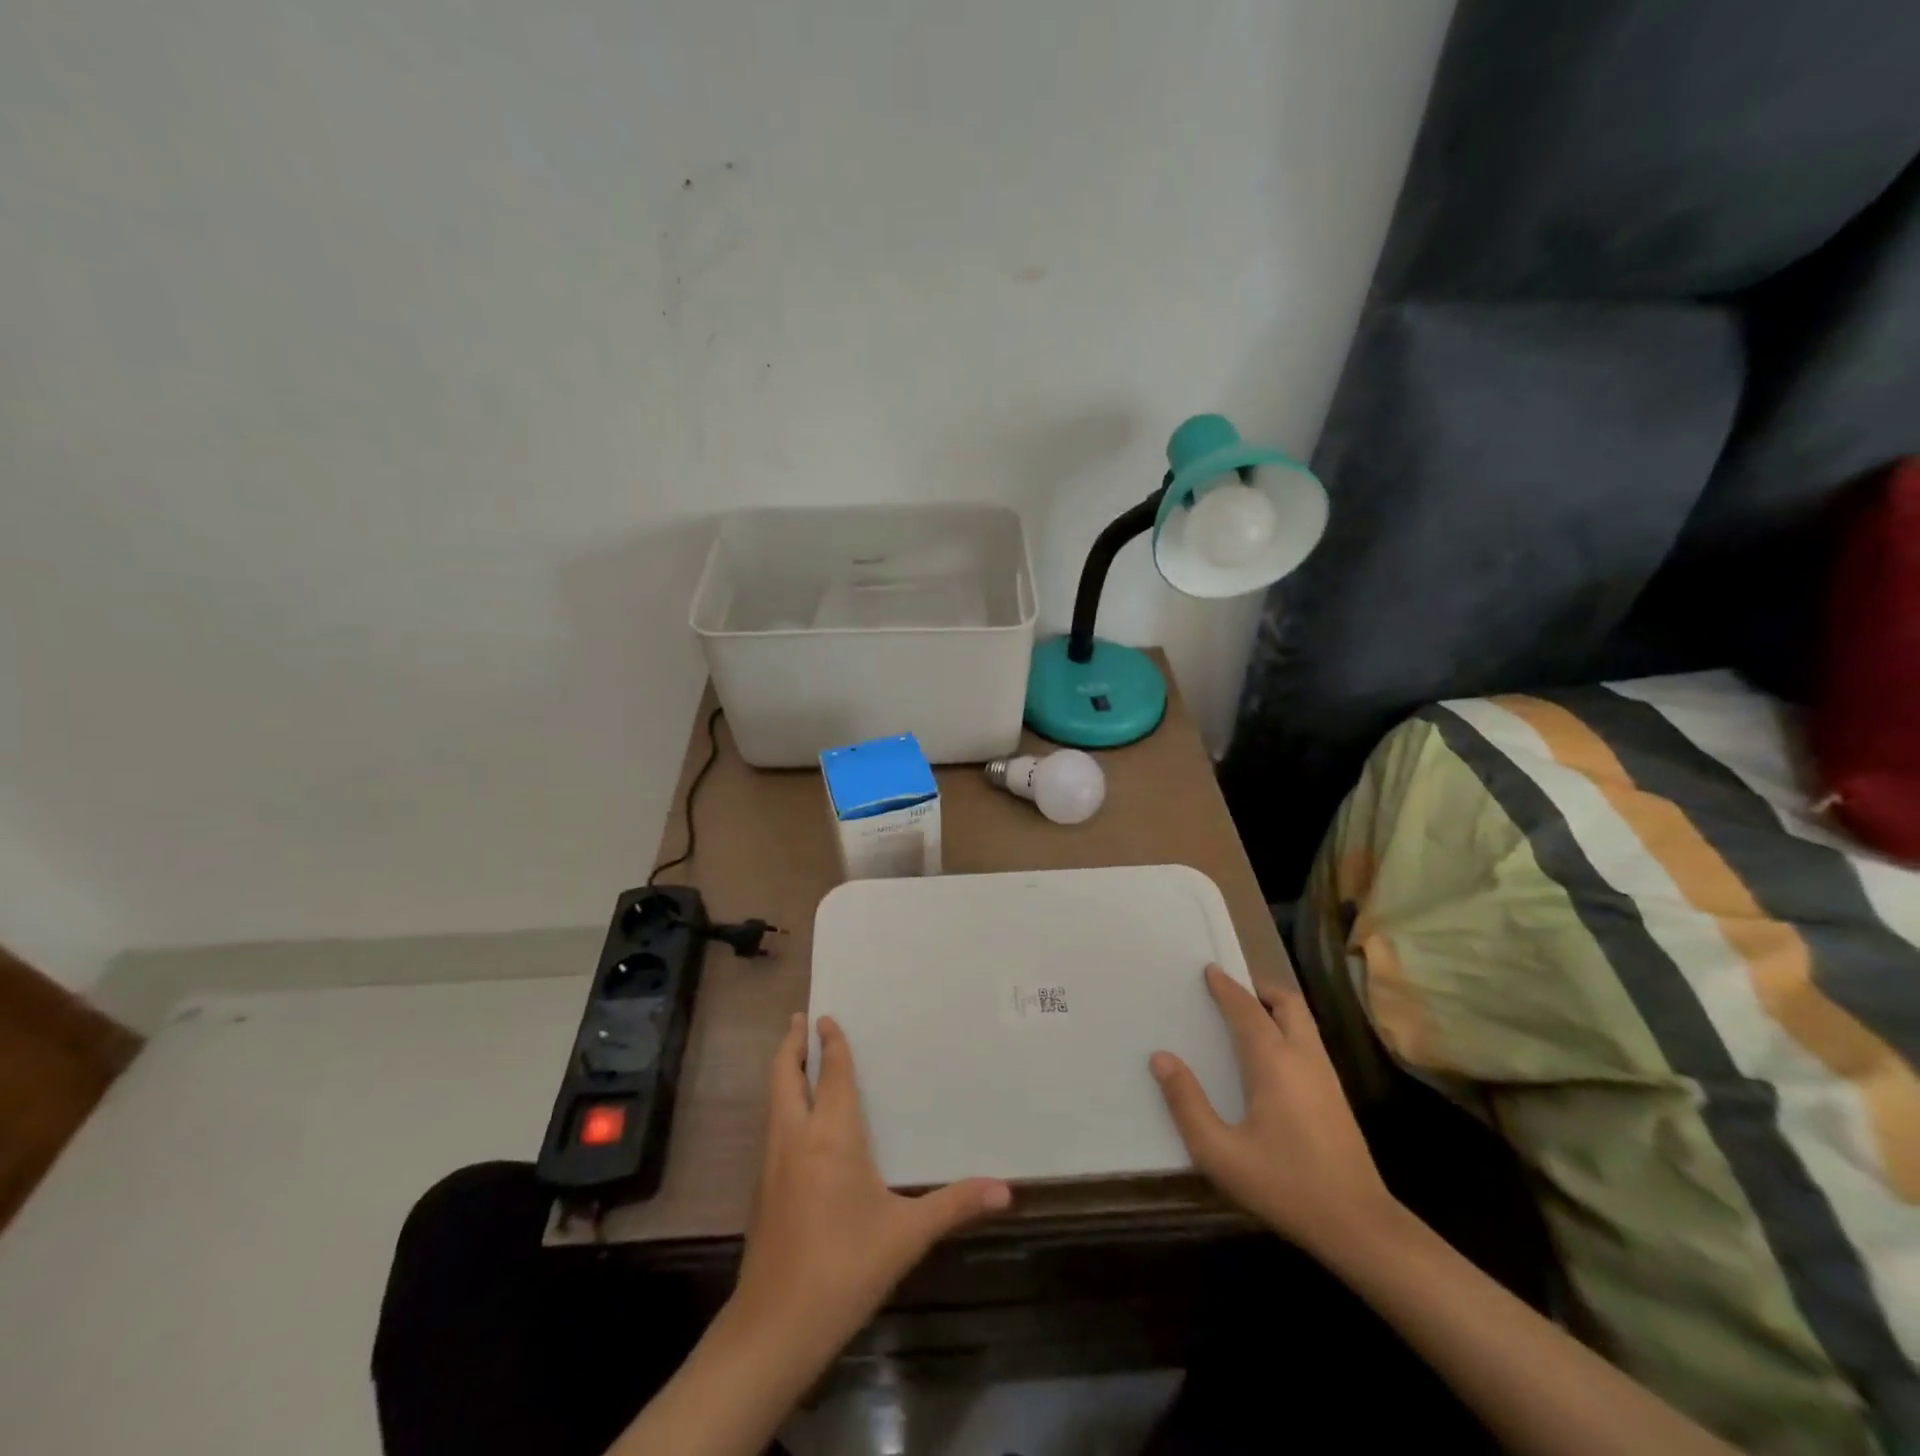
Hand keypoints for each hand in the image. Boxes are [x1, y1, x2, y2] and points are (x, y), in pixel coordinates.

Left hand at [729, 1013, 1011, 1364]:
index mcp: (831, 1135)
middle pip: (785, 1075)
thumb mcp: (906, 1236)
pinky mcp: (761, 1188)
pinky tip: (797, 1119)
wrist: (775, 1328)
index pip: (831, 1073)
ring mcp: (772, 1162)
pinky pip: (772, 1126)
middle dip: (792, 1044)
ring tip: (796, 1056)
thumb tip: (1006, 1190)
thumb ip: (955, 1205)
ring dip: (784, 1071)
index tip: (826, 1015)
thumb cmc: (845, 1269)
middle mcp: (796, 1136)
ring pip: (774, 1099)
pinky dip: (781, 1103)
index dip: (830, 1043)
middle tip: (801, 1018)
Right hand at [1150, 965, 1396, 1261]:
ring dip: (1275, 1007)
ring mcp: (1326, 1076)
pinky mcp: (1336, 1096)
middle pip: (1287, 1003)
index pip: (1248, 1010)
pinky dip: (1287, 1029)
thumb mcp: (1220, 1153)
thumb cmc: (1285, 1185)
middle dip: (1259, 988)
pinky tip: (1270, 1055)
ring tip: (1246, 1015)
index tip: (1209, 970)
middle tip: (1230, 990)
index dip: (1227, 988)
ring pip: (1303, 1021)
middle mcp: (1304, 1058)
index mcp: (1274, 1062)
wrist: (1360, 1227)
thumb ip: (1187, 1104)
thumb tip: (1161, 1058)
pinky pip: (1308, 1042)